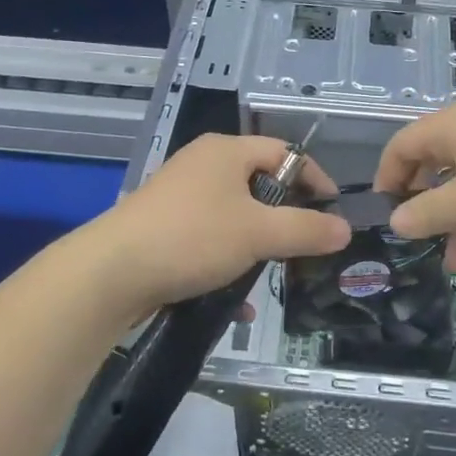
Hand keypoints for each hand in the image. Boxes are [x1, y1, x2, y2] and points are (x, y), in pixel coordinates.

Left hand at [95, 134, 349, 319]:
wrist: (111, 273)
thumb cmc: (192, 238)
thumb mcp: (258, 234)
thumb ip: (306, 229)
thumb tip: (344, 228)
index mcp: (226, 151)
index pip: (284, 152)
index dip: (315, 179)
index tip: (334, 212)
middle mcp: (202, 165)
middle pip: (260, 185)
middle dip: (285, 219)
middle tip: (307, 247)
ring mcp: (179, 197)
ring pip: (234, 217)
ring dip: (257, 247)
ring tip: (274, 276)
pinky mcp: (164, 228)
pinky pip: (209, 240)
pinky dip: (228, 264)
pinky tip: (238, 304)